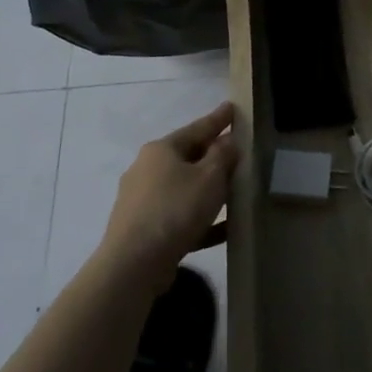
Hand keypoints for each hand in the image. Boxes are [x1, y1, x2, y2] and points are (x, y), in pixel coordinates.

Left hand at [100, 102, 236, 281]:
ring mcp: (142, 200)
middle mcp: (147, 169)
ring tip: (235, 192)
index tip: (232, 107)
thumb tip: (227, 141)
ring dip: (208, 189)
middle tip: (238, 152)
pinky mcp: (144, 229)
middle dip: (213, 156)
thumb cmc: (175, 210)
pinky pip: (179, 217)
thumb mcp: (210, 177)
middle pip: (188, 157)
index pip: (197, 128)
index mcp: (161, 150)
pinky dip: (201, 218)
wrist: (133, 264)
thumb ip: (223, 156)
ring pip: (184, 188)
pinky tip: (223, 229)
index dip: (218, 119)